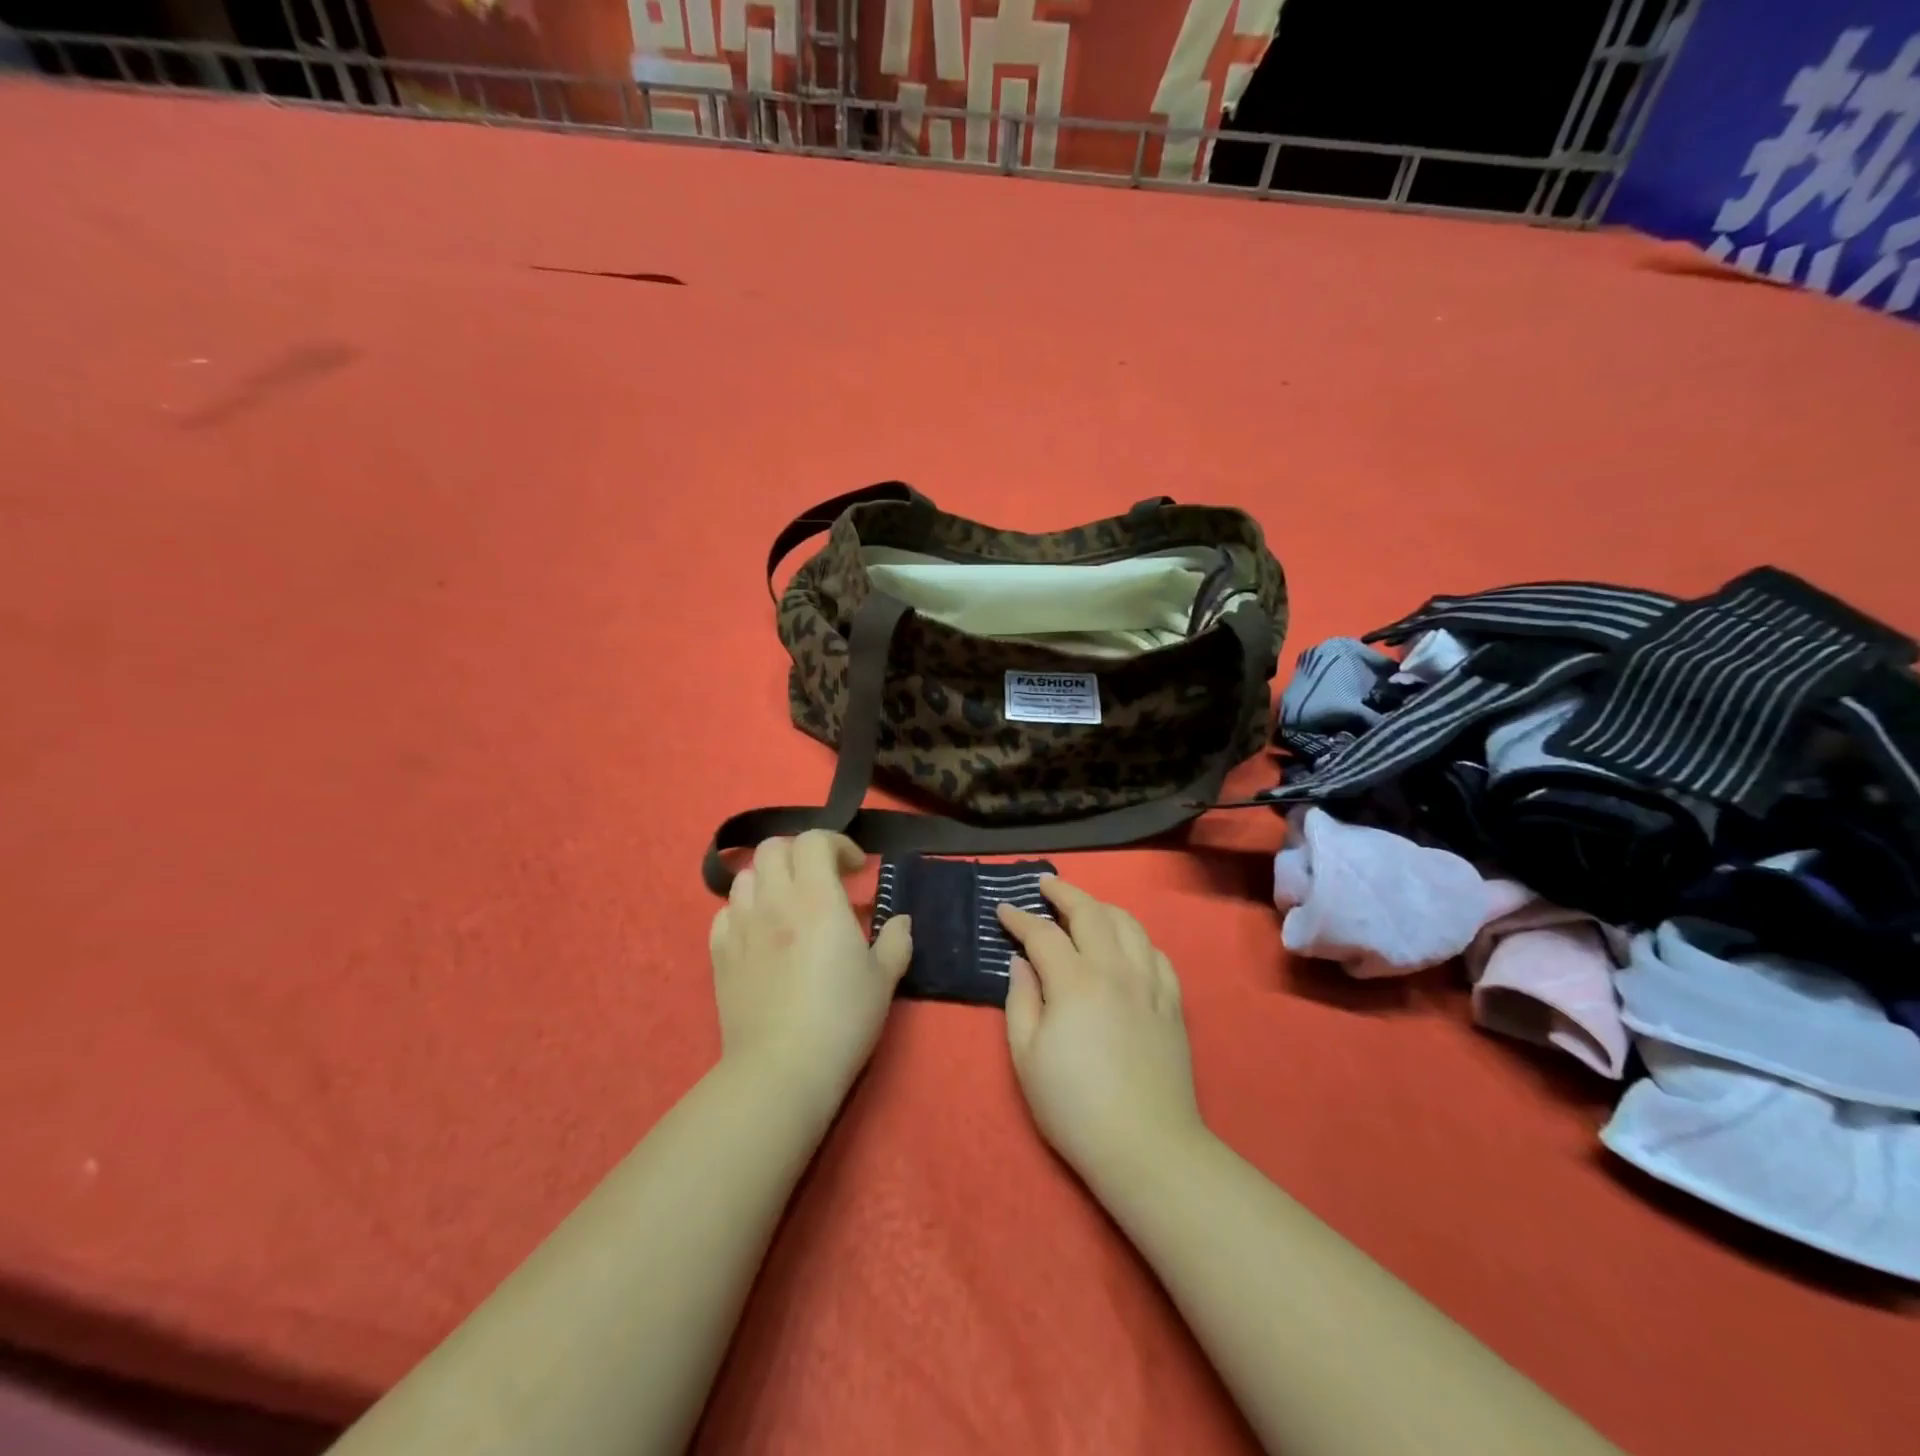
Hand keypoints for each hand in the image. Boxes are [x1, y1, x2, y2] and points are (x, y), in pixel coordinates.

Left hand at [709, 832, 911, 1107]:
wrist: (781, 1069)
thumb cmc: (841, 1019)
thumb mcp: (883, 979)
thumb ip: (895, 941)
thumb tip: (900, 920)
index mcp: (817, 898)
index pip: (815, 841)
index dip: (837, 844)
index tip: (856, 870)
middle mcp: (774, 901)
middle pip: (773, 848)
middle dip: (800, 854)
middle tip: (822, 879)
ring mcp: (741, 926)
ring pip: (745, 876)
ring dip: (770, 878)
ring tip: (789, 903)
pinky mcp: (719, 954)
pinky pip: (725, 912)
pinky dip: (744, 909)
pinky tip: (760, 931)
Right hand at [997, 877, 1204, 1187]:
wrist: (1145, 1146)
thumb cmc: (1074, 1105)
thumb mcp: (1027, 1057)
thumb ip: (1021, 1000)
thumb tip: (1021, 961)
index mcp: (1074, 981)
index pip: (1043, 934)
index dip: (1020, 919)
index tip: (1003, 909)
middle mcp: (1115, 969)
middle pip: (1090, 913)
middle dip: (1064, 893)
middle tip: (1045, 886)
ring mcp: (1149, 984)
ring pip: (1128, 925)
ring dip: (1102, 907)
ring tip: (1085, 907)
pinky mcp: (1172, 1003)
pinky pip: (1157, 954)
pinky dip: (1137, 938)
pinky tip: (1128, 944)